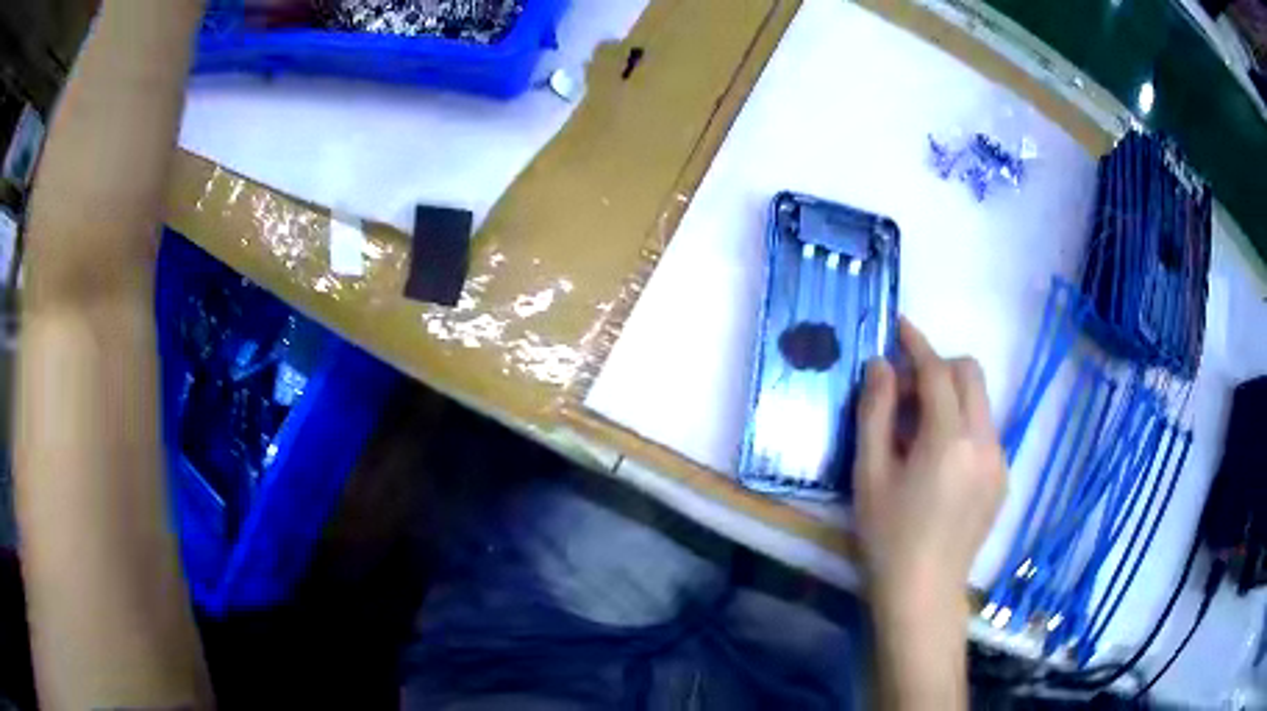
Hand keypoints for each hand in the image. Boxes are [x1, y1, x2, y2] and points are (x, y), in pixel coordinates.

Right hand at [853, 318, 1006, 605]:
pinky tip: (938, 460)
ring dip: (951, 396)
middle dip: (939, 366)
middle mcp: (984, 440)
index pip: (937, 371)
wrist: (923, 591)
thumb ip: (874, 412)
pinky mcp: (1002, 478)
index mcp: (949, 439)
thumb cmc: (888, 536)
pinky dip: (963, 424)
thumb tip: (880, 366)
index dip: (917, 344)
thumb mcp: (870, 474)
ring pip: (980, 402)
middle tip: (903, 390)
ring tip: (918, 430)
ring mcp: (999, 460)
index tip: (899, 326)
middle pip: (970, 374)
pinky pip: (985, 430)